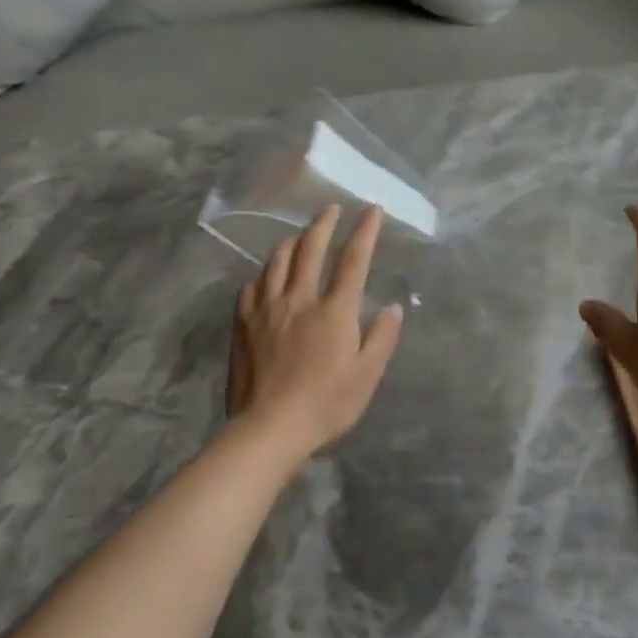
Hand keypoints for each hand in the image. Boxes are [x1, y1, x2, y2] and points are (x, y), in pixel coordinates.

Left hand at [228, 204, 403, 464]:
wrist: (269, 429)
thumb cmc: (326, 404)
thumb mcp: (367, 376)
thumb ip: (382, 338)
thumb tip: (394, 307)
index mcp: (334, 310)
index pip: (353, 260)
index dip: (364, 231)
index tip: (371, 210)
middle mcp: (299, 299)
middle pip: (310, 249)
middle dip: (323, 224)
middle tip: (331, 208)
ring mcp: (267, 309)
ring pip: (277, 262)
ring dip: (292, 242)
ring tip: (300, 235)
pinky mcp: (243, 325)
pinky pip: (252, 286)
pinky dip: (263, 273)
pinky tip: (266, 276)